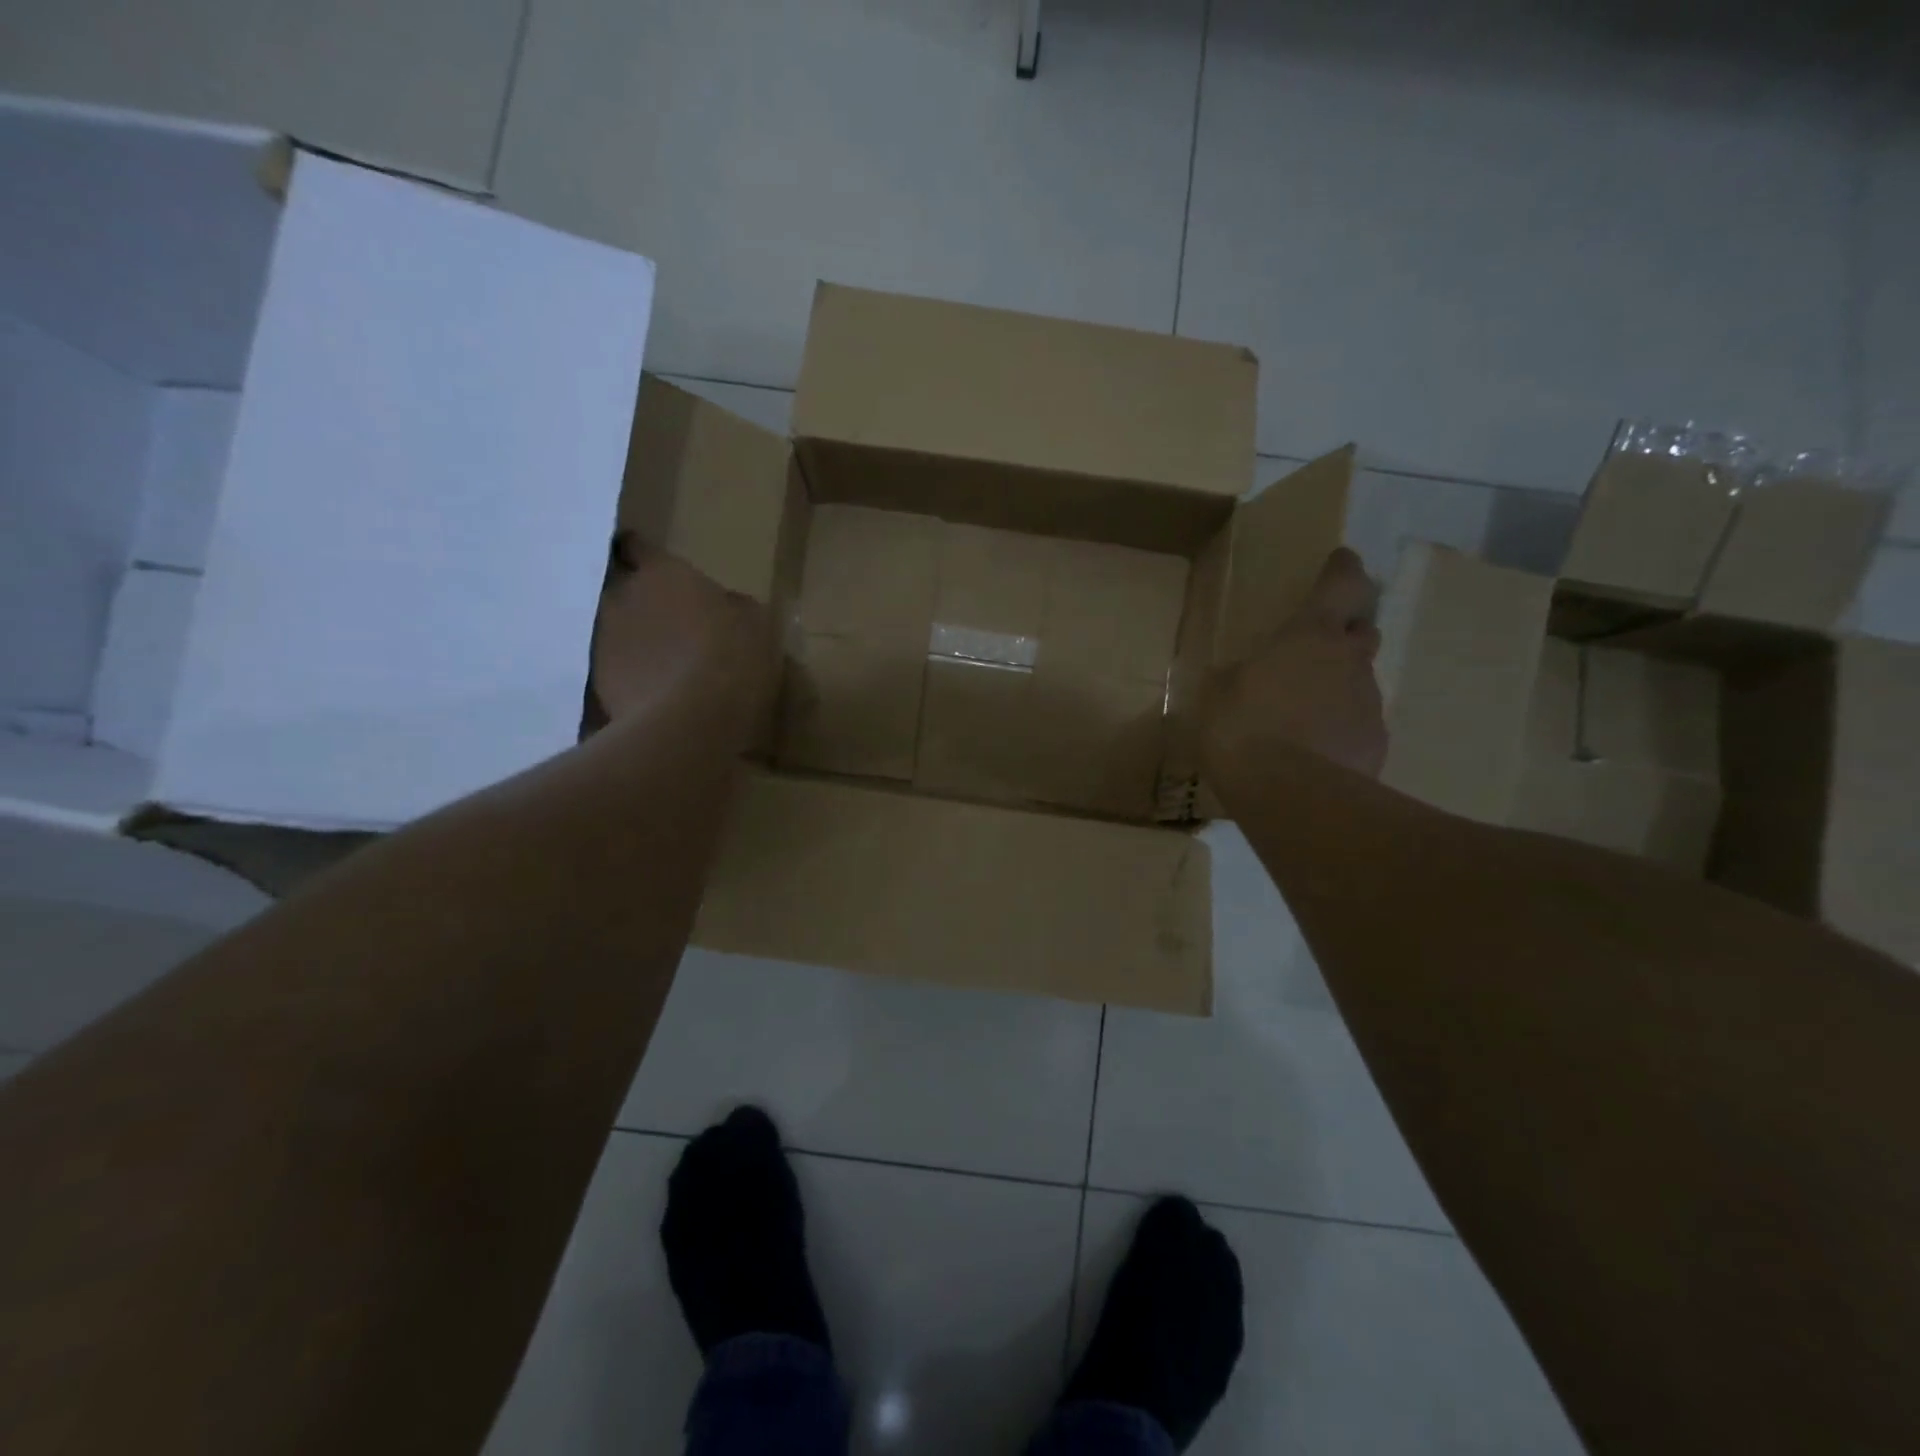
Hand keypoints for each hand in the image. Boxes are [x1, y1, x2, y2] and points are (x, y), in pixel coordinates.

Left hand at [586, 535, 776, 730]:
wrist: (692, 719)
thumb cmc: (732, 657)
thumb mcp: (754, 623)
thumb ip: (732, 605)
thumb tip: (726, 604)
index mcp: (662, 573)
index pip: (638, 547)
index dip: (645, 556)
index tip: (656, 569)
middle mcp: (623, 597)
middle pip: (622, 589)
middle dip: (640, 601)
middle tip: (668, 621)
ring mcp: (603, 640)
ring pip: (615, 630)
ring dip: (634, 640)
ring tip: (663, 663)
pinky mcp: (598, 681)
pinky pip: (614, 669)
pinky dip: (630, 675)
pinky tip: (656, 694)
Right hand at [1201, 547, 1386, 782]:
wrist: (1292, 795)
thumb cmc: (1243, 730)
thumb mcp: (1218, 696)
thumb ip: (1236, 678)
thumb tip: (1240, 677)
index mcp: (1309, 636)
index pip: (1341, 585)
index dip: (1342, 570)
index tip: (1342, 560)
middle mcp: (1349, 661)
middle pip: (1362, 632)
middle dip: (1346, 633)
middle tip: (1319, 646)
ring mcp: (1369, 704)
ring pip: (1360, 682)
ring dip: (1339, 687)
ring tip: (1306, 714)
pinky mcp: (1376, 744)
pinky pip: (1359, 726)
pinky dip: (1342, 729)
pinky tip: (1316, 752)